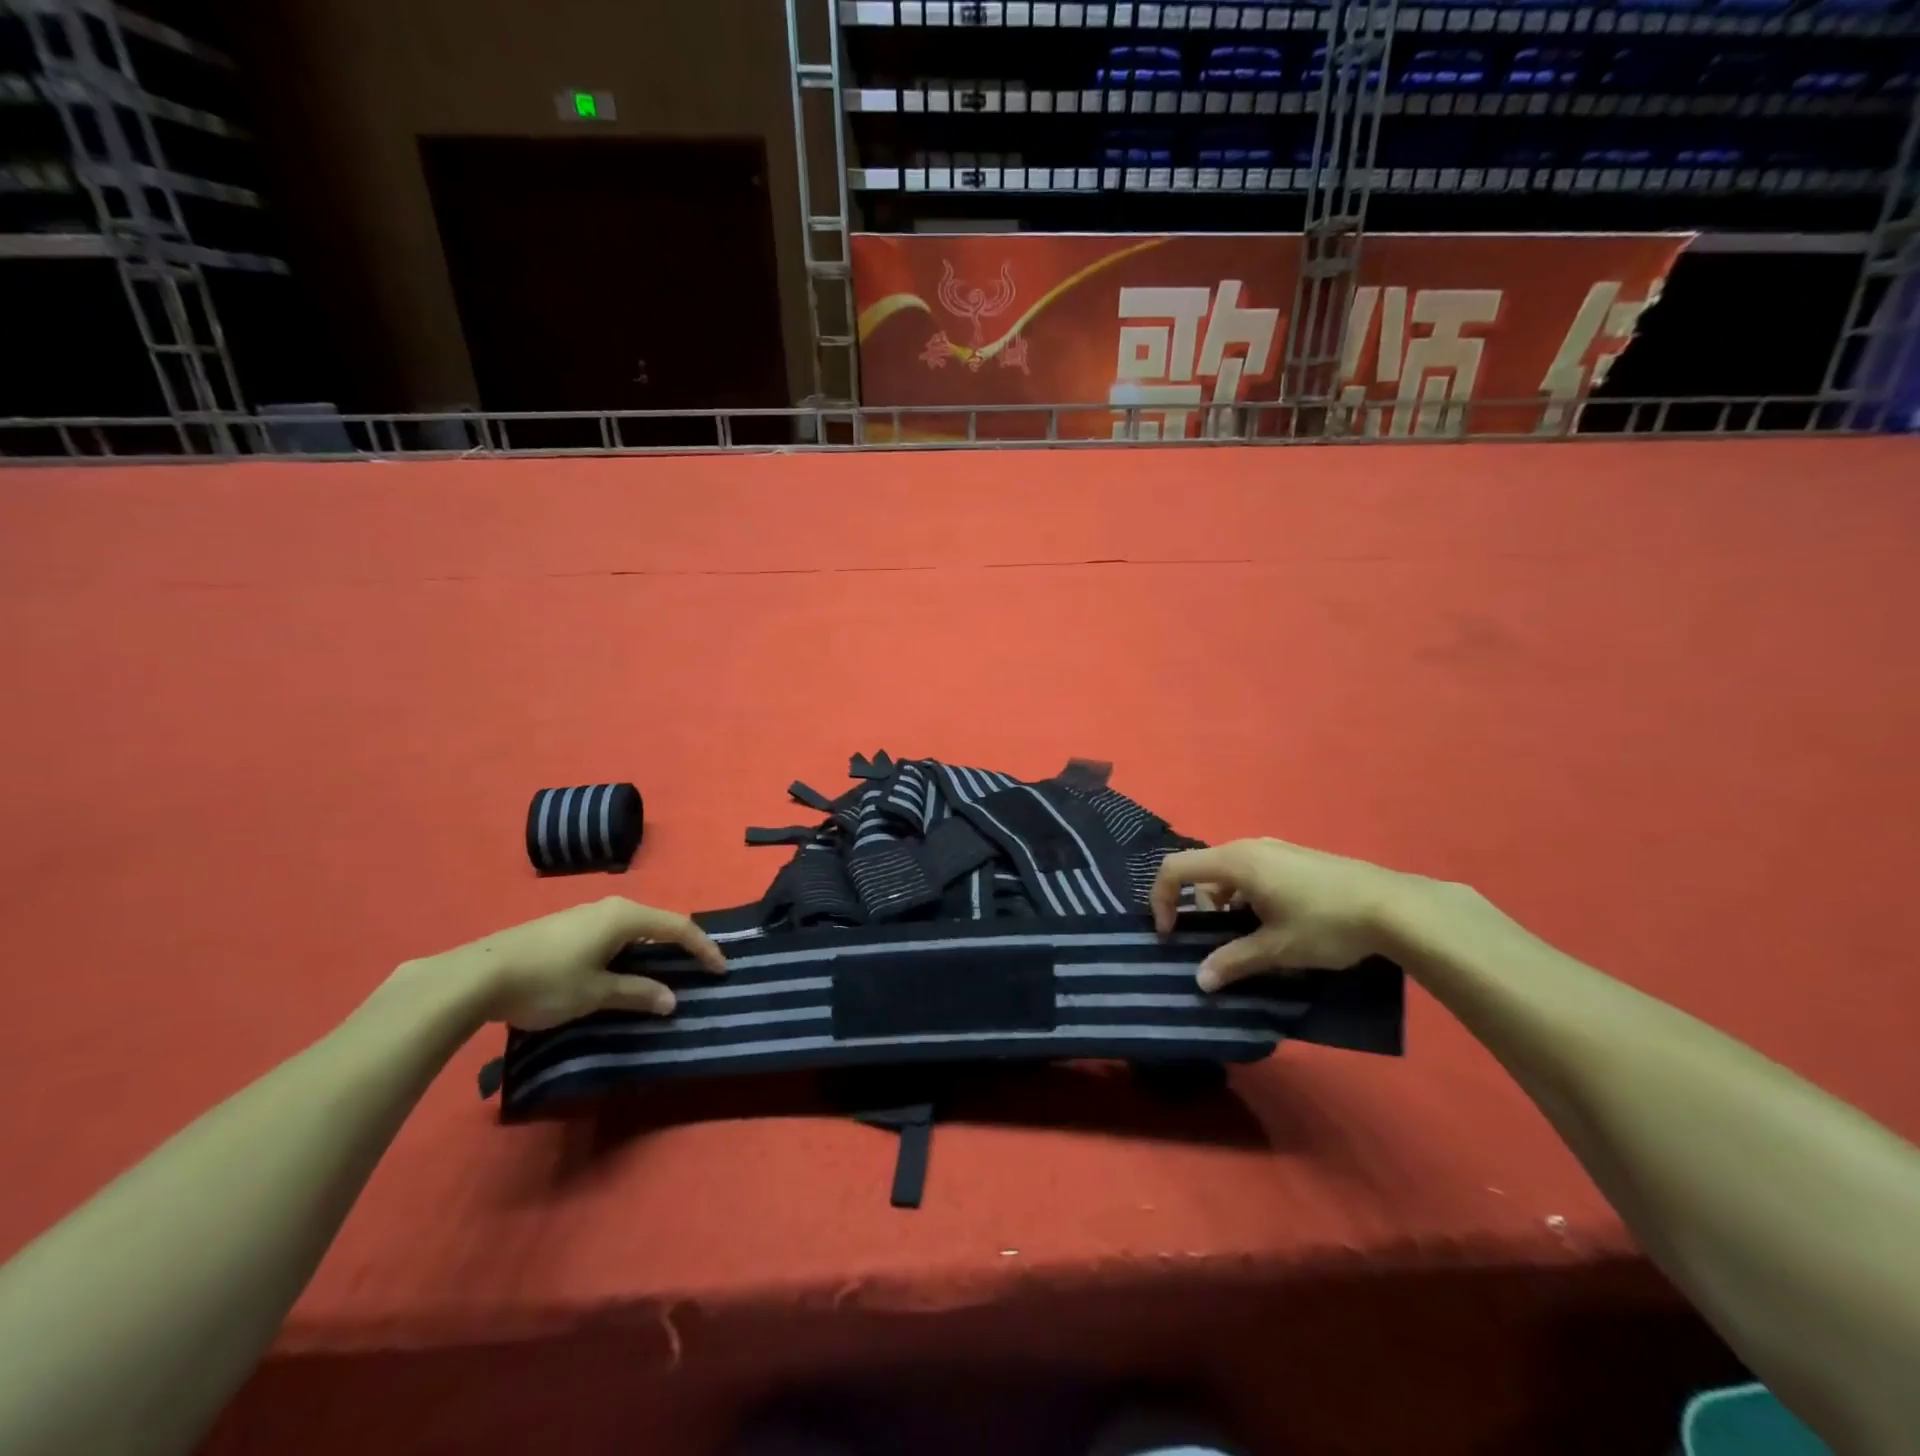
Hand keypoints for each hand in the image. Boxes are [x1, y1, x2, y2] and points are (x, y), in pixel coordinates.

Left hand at [413, 897, 726, 1029]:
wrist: (476, 976)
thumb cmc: (547, 981)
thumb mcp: (596, 993)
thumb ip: (638, 994)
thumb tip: (672, 1000)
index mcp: (625, 916)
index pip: (678, 928)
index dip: (703, 948)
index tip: (721, 970)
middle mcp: (610, 907)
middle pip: (657, 923)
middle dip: (680, 946)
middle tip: (698, 969)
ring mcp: (585, 915)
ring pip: (633, 928)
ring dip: (652, 949)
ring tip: (663, 973)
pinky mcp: (565, 927)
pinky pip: (612, 934)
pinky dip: (629, 950)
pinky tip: (621, 970)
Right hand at [1151, 838, 1423, 988]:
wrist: (1396, 907)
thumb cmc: (1325, 923)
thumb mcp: (1276, 949)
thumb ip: (1233, 962)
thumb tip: (1201, 981)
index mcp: (1236, 862)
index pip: (1176, 868)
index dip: (1161, 899)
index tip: (1170, 934)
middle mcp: (1250, 847)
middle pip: (1204, 872)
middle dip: (1200, 909)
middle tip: (1220, 944)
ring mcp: (1277, 850)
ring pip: (1232, 875)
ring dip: (1229, 906)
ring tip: (1254, 940)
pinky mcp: (1297, 859)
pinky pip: (1256, 874)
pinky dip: (1251, 898)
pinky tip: (1281, 925)